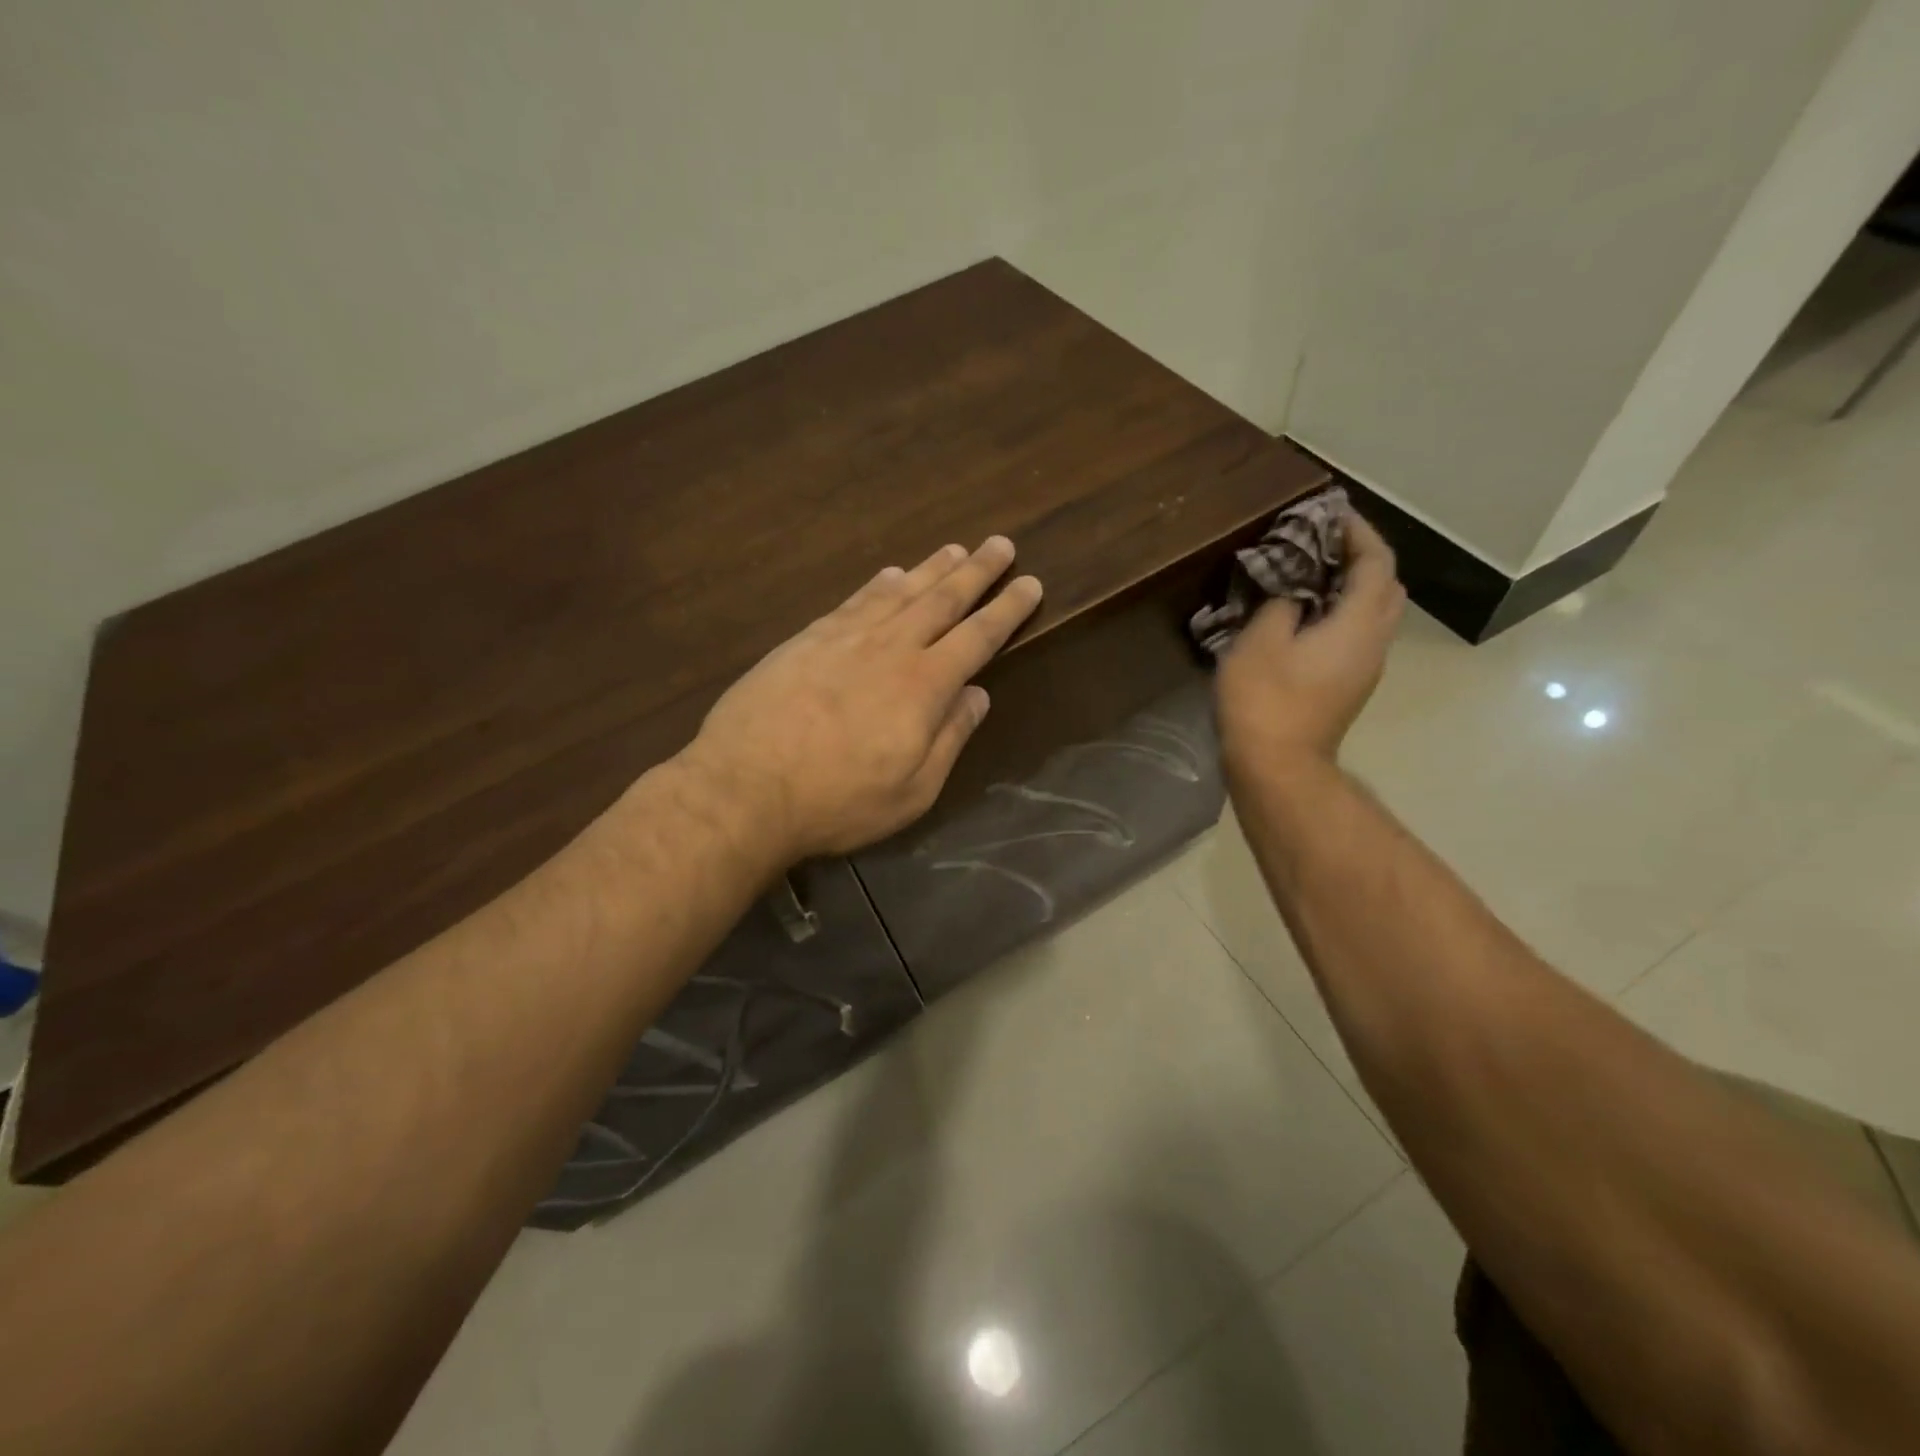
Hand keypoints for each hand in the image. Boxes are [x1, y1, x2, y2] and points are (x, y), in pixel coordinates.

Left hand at [684, 537, 1042, 859]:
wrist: (745, 788)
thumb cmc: (838, 801)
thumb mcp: (912, 790)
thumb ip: (950, 738)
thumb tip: (978, 696)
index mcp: (925, 686)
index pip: (978, 637)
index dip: (1007, 609)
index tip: (1030, 583)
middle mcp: (891, 649)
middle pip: (943, 600)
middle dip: (977, 571)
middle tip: (1001, 543)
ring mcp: (845, 638)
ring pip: (899, 592)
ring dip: (932, 569)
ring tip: (956, 549)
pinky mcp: (807, 640)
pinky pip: (853, 601)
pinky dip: (878, 585)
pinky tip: (890, 574)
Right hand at [1216, 509, 1404, 770]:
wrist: (1277, 766)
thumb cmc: (1265, 700)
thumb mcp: (1260, 641)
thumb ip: (1281, 603)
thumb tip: (1293, 591)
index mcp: (1358, 624)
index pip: (1377, 562)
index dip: (1358, 532)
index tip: (1331, 513)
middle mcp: (1374, 642)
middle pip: (1386, 586)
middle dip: (1362, 557)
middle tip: (1322, 543)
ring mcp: (1365, 668)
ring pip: (1374, 613)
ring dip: (1352, 586)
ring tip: (1310, 574)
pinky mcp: (1349, 686)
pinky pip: (1357, 634)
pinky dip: (1341, 611)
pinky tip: (1305, 614)